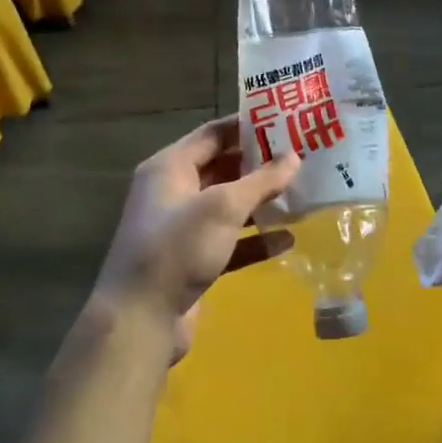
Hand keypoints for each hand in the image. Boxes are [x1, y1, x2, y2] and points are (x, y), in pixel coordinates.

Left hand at [93, 115, 299, 360]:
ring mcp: (182, 229)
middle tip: (301, 157)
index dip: (248, 126)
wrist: (140, 321)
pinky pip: (230, 241)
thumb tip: (293, 157)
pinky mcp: (193, 261)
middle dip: (260, 164)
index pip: (213, 134)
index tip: (286, 121)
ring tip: (300, 194)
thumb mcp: (223, 207)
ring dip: (261, 201)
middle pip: (222, 168)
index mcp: (170, 167)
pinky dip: (255, 239)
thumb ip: (261, 180)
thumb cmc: (178, 248)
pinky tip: (287, 240)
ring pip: (228, 206)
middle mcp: (173, 192)